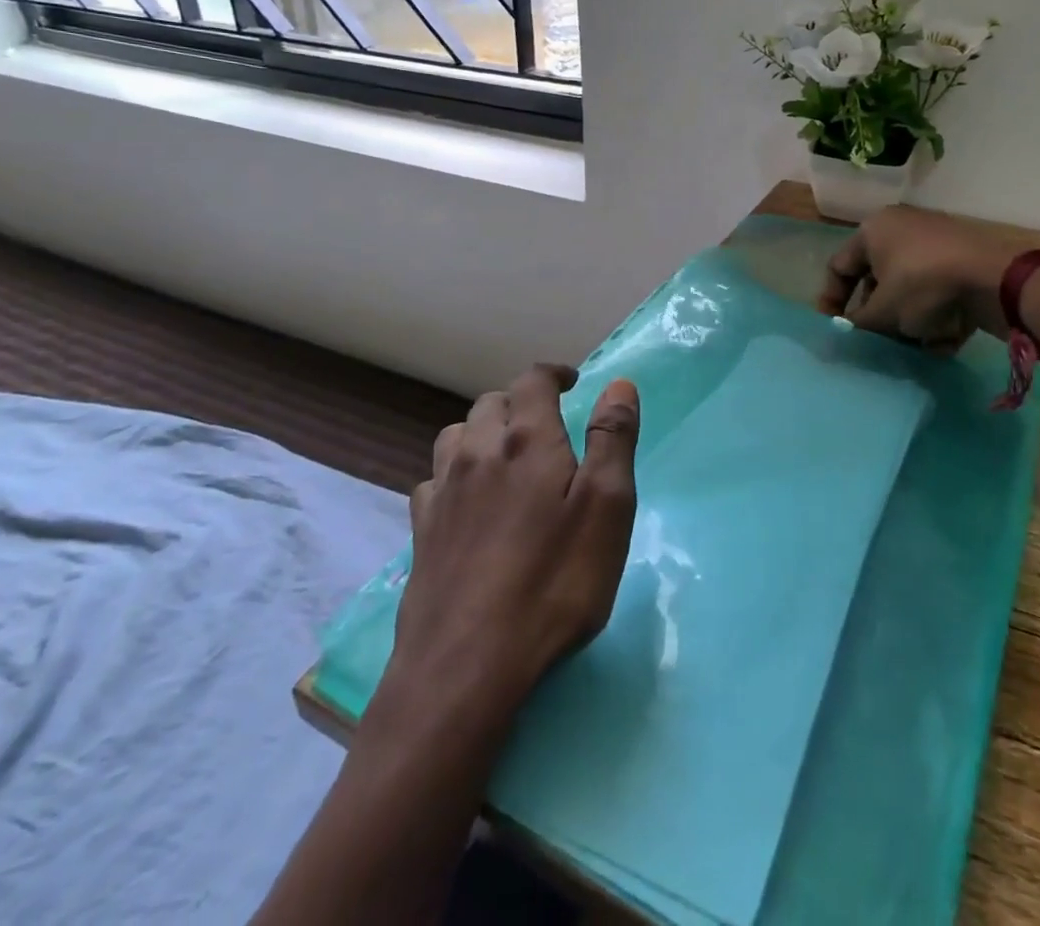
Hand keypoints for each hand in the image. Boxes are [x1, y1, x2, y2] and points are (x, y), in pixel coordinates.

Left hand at [392, 364, 640, 713]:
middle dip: (520, 402)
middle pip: (491, 403)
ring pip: (456, 435)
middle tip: (547, 425)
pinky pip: (434, 480)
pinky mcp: (421, 531)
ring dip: (482, 432)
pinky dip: (454, 474)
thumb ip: (612, 439)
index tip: (572, 382)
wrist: (466, 664)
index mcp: (525, 440)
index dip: (553, 374)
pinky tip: (466, 502)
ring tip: (505, 455)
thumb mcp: (607, 508)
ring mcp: (442, 491)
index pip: (533, 381)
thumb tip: (618, 384)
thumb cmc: (553, 581)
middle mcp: (477, 452)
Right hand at [816, 205, 1019, 349]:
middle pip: (876, 279)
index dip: (831, 301)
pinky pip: (938, 291)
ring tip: (913, 347)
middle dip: (876, 315)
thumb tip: (845, 332)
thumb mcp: (882, 313)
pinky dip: (937, 315)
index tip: (836, 329)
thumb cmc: (923, 286)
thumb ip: (857, 324)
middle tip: (877, 341)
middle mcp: (902, 228)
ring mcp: (936, 242)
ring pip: (909, 288)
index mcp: (873, 230)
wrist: (996, 280)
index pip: (839, 267)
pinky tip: (942, 341)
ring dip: (907, 321)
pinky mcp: (964, 260)